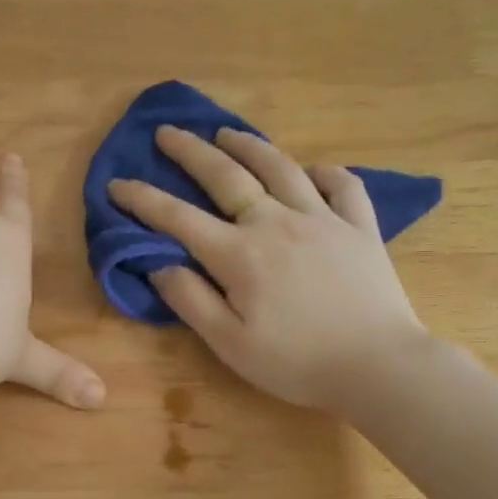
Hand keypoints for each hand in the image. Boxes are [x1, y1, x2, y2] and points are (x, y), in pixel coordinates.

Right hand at [108, 126, 426, 411]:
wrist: (380, 366)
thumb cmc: (297, 363)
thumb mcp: (230, 344)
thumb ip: (190, 300)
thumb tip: (158, 265)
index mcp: (239, 254)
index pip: (178, 218)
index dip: (142, 199)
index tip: (116, 184)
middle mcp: (276, 222)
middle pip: (225, 175)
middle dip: (190, 152)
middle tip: (167, 132)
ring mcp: (322, 219)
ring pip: (280, 167)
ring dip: (248, 145)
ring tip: (227, 133)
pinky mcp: (359, 227)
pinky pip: (342, 185)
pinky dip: (324, 172)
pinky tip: (311, 171)